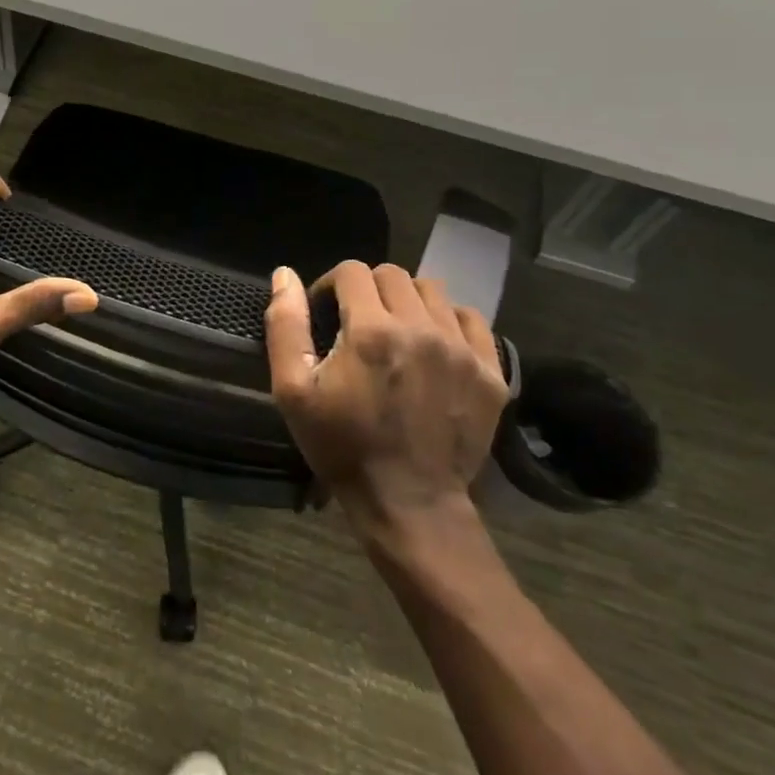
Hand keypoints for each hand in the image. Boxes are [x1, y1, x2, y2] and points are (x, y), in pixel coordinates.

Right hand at [265, 261, 508, 527]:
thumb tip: (284, 274)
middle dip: (368, 290)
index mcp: (370, 330)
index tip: (327, 312)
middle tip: (358, 323)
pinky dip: (449, 320)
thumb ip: (286, 325)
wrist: (409, 504)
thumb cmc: (342, 446)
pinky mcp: (490, 371)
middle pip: (392, 275)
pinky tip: (434, 344)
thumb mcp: (293, 391)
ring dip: (407, 301)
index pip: (352, 271)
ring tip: (397, 332)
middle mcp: (420, 328)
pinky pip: (472, 319)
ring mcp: (461, 349)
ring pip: (432, 291)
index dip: (331, 284)